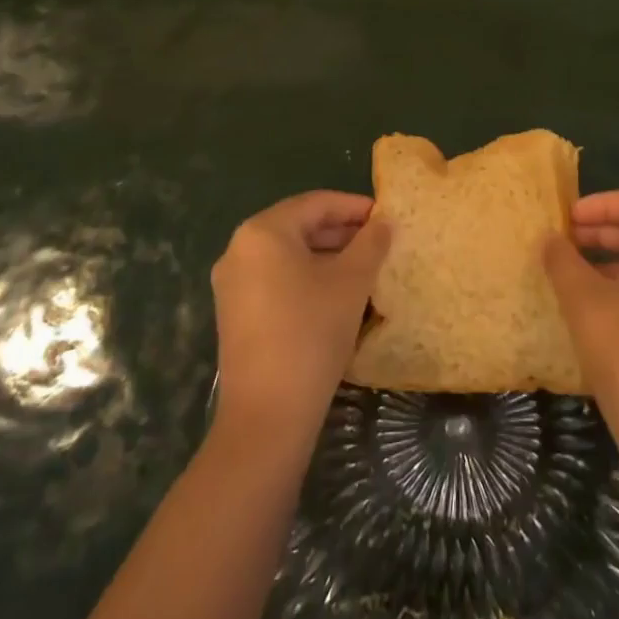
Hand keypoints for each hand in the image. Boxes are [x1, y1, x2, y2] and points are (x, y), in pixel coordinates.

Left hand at [211, 191, 390, 442]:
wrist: (267, 416)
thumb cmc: (311, 333)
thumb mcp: (351, 282)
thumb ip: (370, 244)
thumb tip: (384, 222)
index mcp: (262, 232)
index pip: (315, 203)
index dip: (354, 206)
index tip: (386, 216)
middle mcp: (239, 249)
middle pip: (299, 227)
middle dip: (341, 232)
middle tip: (380, 241)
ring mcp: (232, 284)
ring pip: (288, 256)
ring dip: (327, 257)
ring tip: (366, 267)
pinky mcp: (235, 314)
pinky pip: (276, 280)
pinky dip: (307, 278)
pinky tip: (337, 295)